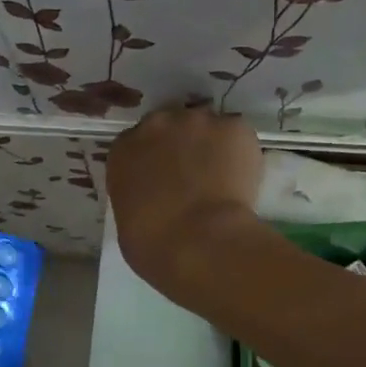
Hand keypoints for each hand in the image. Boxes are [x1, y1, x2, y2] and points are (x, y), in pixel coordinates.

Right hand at [107, 106, 264, 298]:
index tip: (164, 179)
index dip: (154, 160)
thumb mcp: (127, 221)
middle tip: (195, 178)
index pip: (137, 144)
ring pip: (207, 128)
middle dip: (182, 146)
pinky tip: (241, 179)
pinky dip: (241, 153)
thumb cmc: (153, 245)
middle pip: (172, 126)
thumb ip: (138, 196)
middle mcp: (157, 125)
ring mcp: (197, 121)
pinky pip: (238, 136)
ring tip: (223, 178)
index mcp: (124, 149)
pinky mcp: (234, 128)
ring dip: (212, 146)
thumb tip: (155, 199)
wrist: (198, 242)